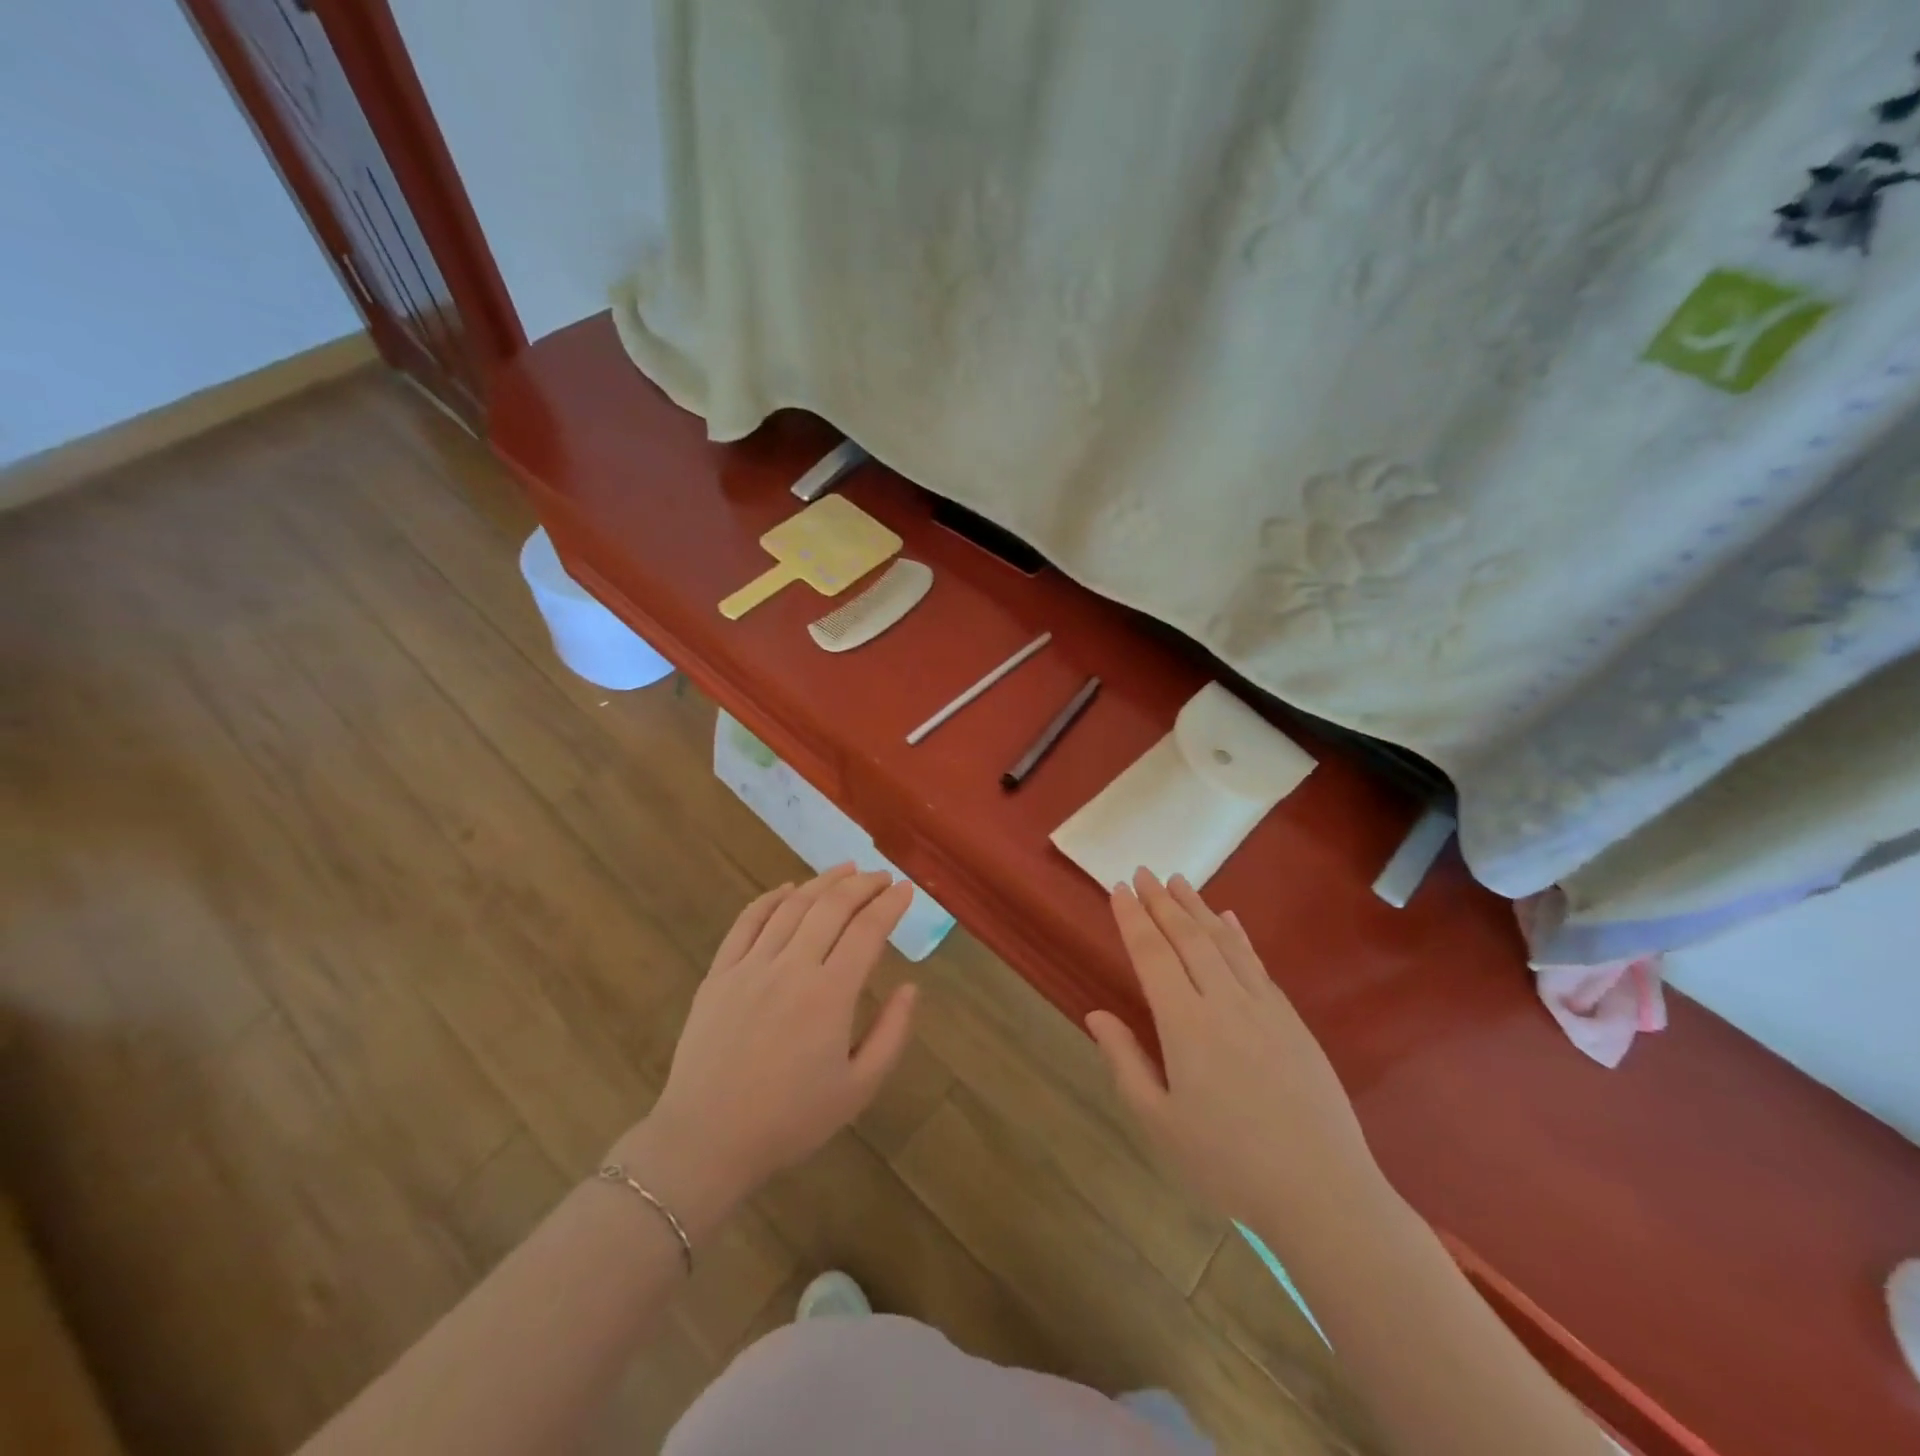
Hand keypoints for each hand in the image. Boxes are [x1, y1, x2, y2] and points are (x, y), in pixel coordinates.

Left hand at [614, 865, 916, 1233]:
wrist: (706, 1140)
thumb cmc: (790, 1120)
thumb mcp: (858, 1089)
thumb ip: (891, 1034)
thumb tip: (911, 987)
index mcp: (830, 995)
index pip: (867, 931)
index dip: (891, 905)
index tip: (907, 890)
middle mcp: (791, 968)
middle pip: (832, 908)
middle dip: (862, 885)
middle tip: (881, 876)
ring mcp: (750, 966)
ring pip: (792, 906)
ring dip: (822, 882)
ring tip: (845, 869)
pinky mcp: (719, 973)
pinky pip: (747, 922)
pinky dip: (771, 899)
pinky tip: (788, 889)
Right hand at [1087, 869, 1380, 1226]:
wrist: (1322, 1192)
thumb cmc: (1228, 1163)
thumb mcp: (1160, 1122)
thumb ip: (1125, 1062)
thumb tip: (1095, 1014)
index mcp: (1185, 1025)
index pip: (1152, 956)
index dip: (1132, 919)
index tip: (1118, 889)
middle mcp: (1223, 1002)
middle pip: (1186, 938)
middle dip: (1161, 902)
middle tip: (1143, 873)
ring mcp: (1263, 1007)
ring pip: (1223, 942)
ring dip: (1197, 908)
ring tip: (1178, 881)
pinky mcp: (1291, 1020)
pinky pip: (1257, 963)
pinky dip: (1238, 936)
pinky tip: (1229, 920)